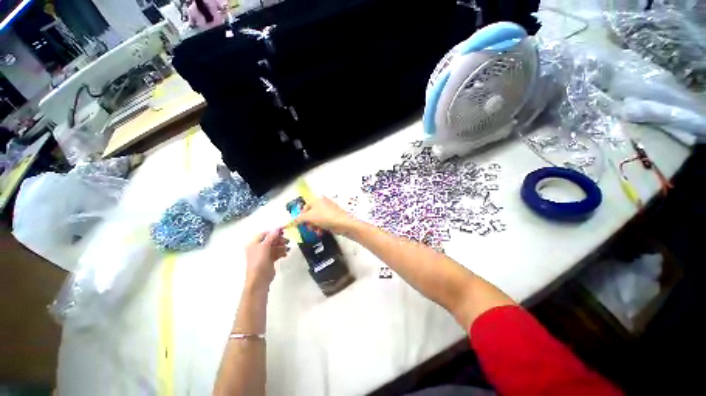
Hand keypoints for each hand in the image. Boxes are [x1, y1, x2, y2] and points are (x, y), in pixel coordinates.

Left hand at [244, 228, 288, 290]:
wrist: (259, 279)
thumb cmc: (259, 261)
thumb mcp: (265, 246)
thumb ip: (272, 236)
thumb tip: (278, 228)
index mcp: (254, 243)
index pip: (265, 234)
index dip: (274, 232)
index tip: (283, 231)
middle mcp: (258, 247)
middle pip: (271, 240)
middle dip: (279, 240)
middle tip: (286, 241)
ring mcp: (264, 254)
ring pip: (275, 246)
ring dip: (282, 246)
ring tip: (287, 249)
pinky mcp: (269, 260)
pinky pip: (276, 253)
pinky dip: (281, 252)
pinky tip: (285, 254)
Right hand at [289, 197, 355, 234]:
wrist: (344, 224)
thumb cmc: (326, 217)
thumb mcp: (309, 217)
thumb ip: (299, 219)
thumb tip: (291, 222)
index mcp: (318, 200)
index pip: (305, 207)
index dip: (301, 216)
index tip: (299, 224)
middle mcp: (324, 203)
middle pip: (311, 213)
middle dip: (308, 222)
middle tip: (307, 228)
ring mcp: (330, 210)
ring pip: (318, 219)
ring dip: (314, 226)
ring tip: (315, 231)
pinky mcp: (334, 217)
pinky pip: (324, 222)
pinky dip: (321, 227)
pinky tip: (321, 232)